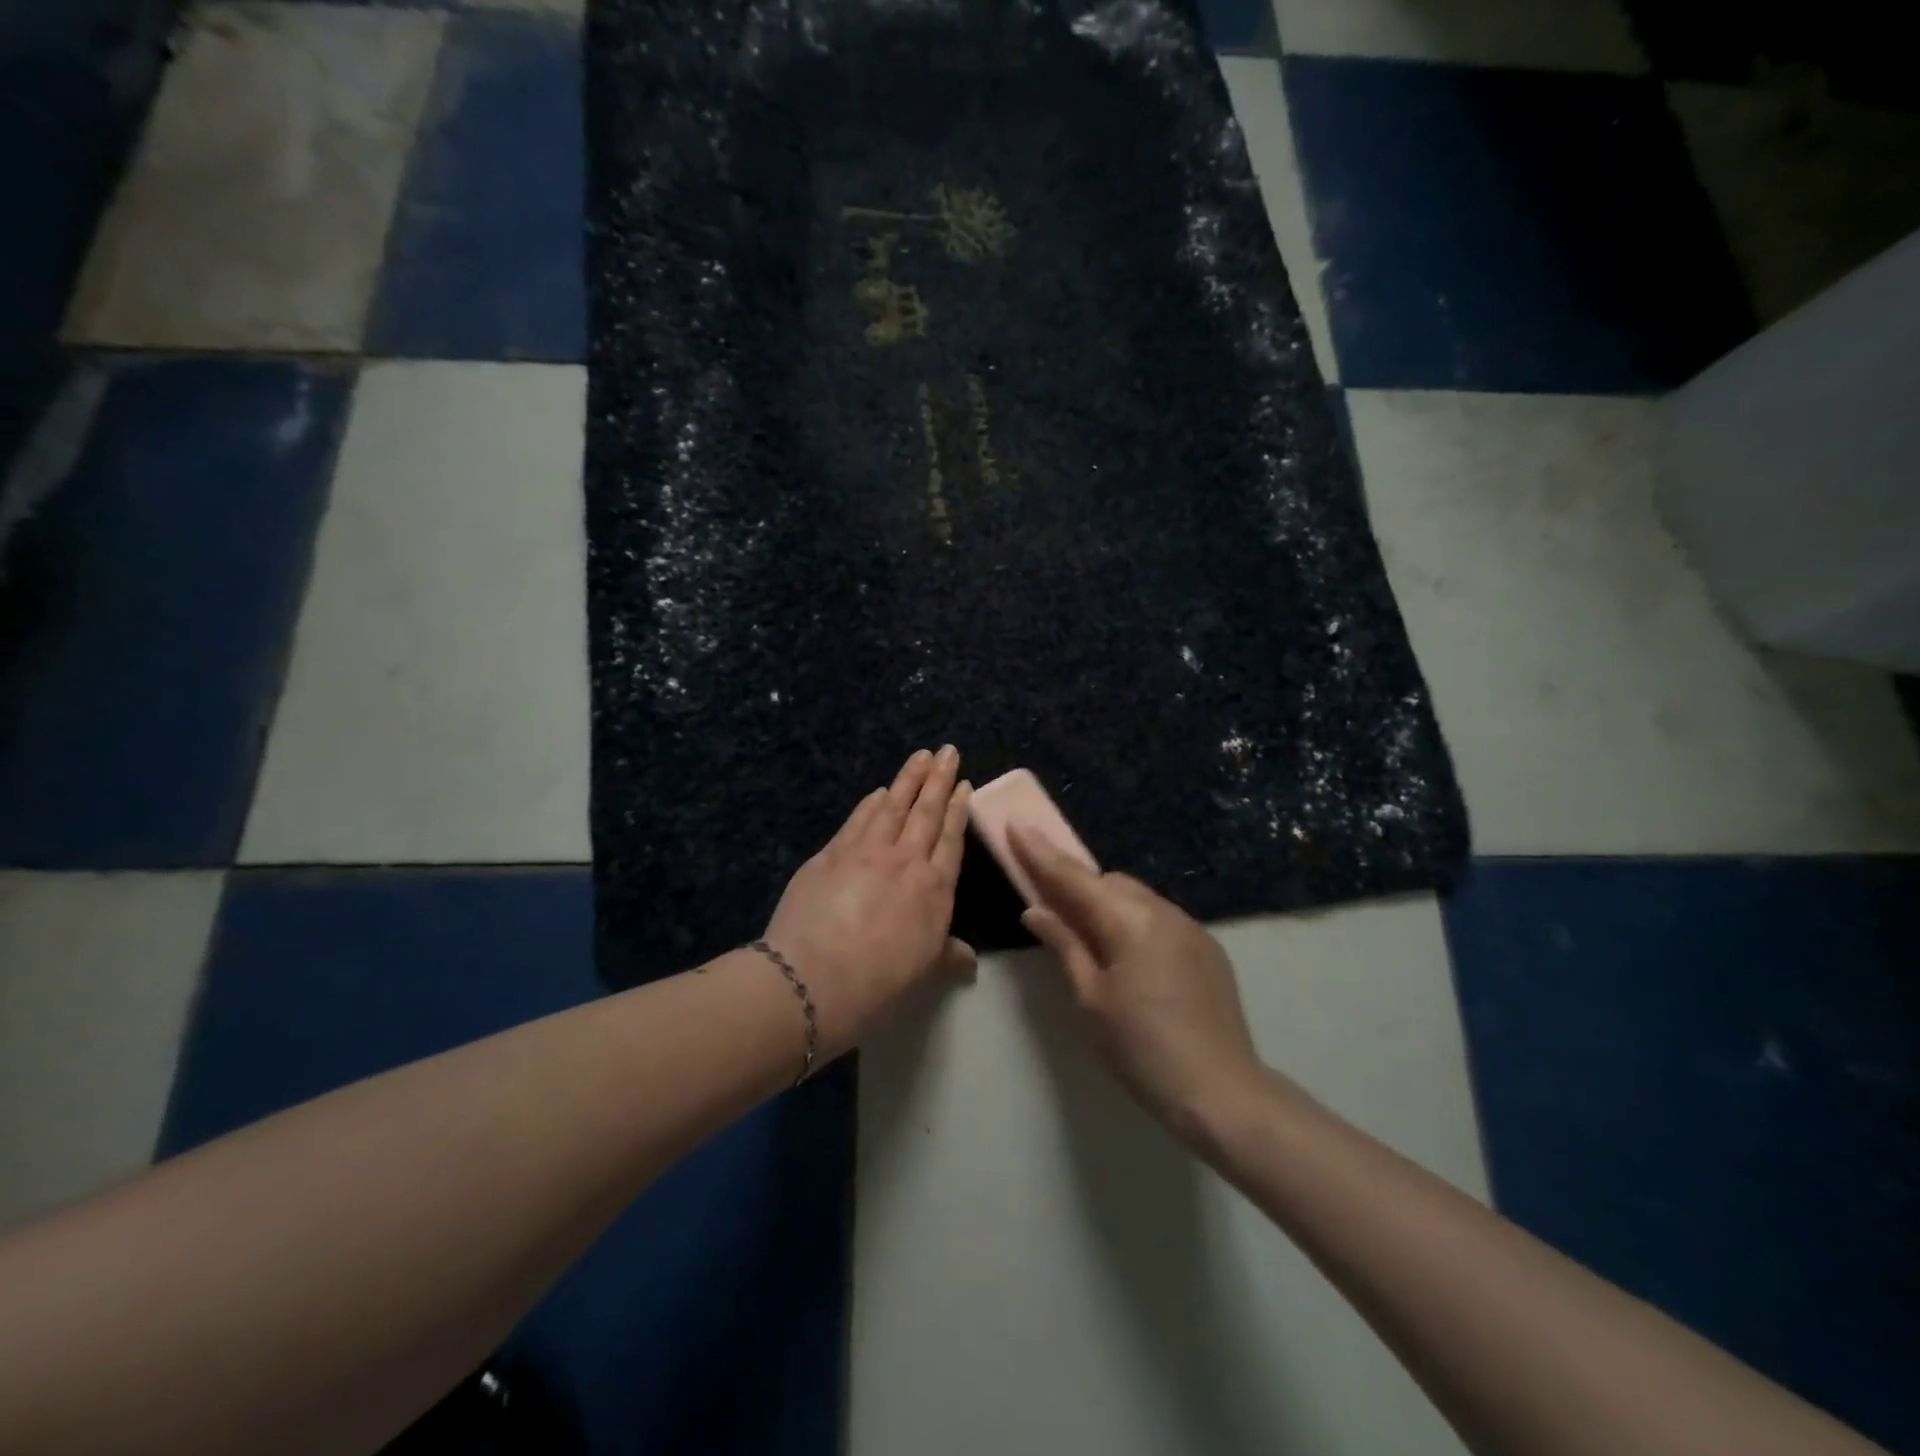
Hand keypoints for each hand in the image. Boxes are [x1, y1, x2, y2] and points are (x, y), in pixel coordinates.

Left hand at [764, 748, 975, 1057]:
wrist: (815, 977)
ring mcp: (867, 852)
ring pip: (893, 806)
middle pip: (926, 812)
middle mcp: (906, 861)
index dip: (958, 810)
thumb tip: (970, 961)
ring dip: (907, 779)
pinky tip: (877, 792)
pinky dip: (870, 803)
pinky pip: (858, 820)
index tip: (963, 785)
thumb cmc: (878, 982)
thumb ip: (948, 956)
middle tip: (947, 751)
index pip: (951, 839)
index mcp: (935, 889)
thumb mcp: (923, 972)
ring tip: (919, 756)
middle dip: (938, 779)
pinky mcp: (831, 853)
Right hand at [1012, 829, 1266, 1137]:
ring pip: (1137, 898)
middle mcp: (1163, 910)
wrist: (1221, 1092)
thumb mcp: (1091, 998)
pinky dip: (1136, 922)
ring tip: (1092, 938)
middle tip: (1051, 905)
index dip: (1041, 853)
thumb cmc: (1141, 1048)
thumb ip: (1064, 945)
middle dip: (1078, 885)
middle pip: (1109, 882)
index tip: (1017, 825)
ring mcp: (1191, 926)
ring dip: (1109, 904)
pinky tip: (1131, 958)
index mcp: (1129, 920)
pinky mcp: (1208, 947)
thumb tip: (1036, 910)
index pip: (1074, 877)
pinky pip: (1161, 917)